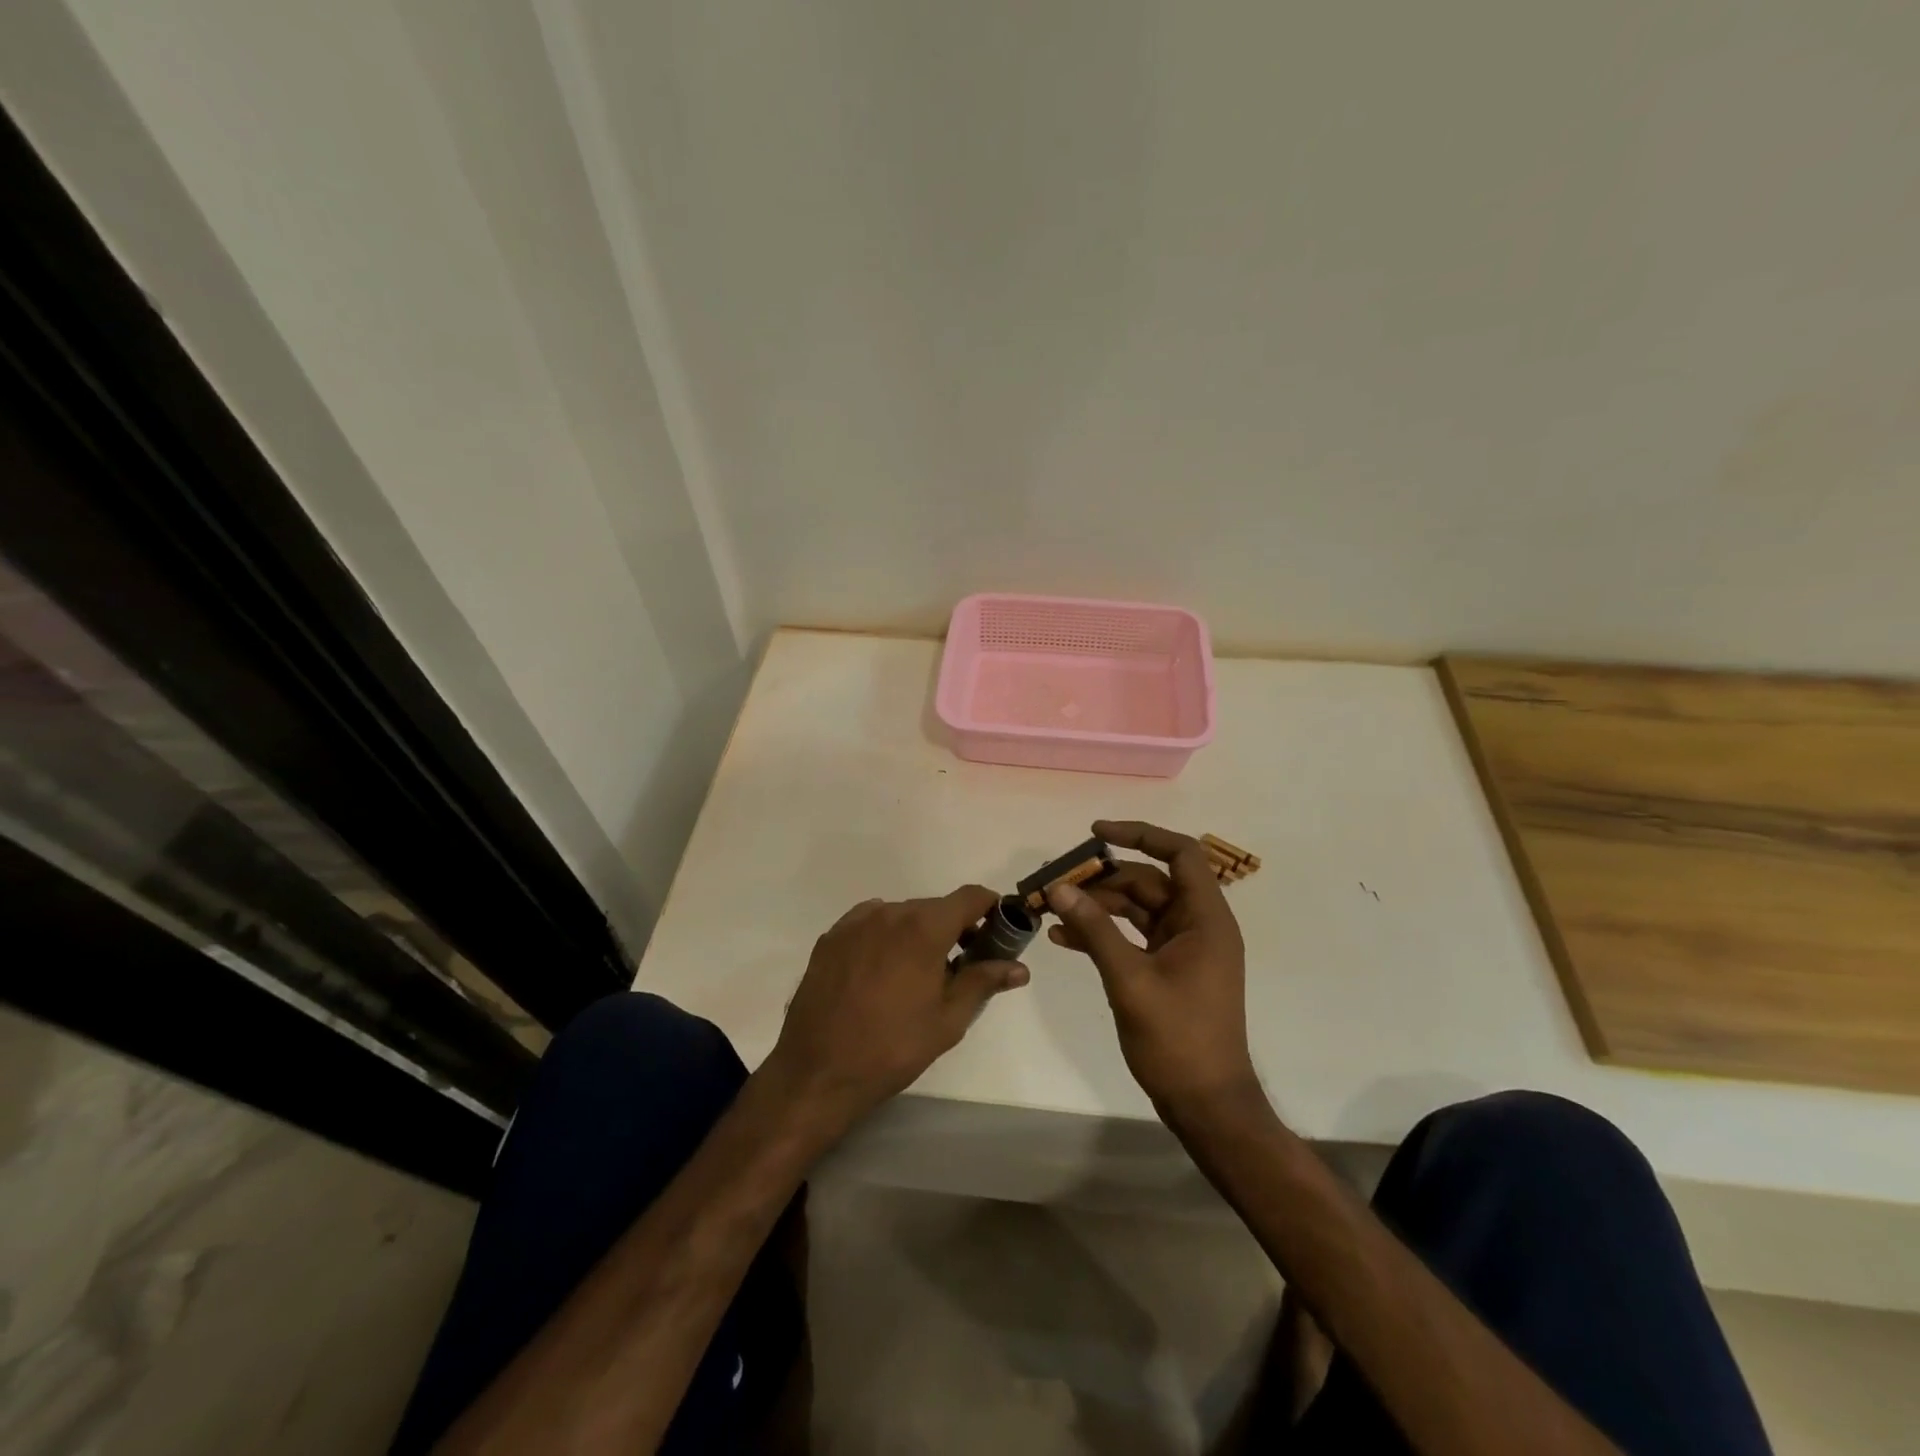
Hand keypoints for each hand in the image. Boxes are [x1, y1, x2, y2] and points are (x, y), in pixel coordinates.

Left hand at [764, 886, 1029, 1134]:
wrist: (818, 1071)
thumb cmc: (893, 1047)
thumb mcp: (948, 1019)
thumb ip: (983, 982)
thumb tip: (1019, 967)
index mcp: (924, 928)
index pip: (970, 897)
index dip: (990, 908)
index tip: (998, 931)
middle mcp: (890, 912)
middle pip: (935, 907)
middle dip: (954, 928)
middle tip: (962, 965)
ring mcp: (855, 923)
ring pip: (901, 915)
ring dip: (918, 933)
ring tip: (918, 975)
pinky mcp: (831, 937)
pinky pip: (870, 925)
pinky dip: (886, 938)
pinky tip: (882, 974)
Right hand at [1046, 820, 1257, 1114]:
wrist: (1205, 1104)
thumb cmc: (1177, 1039)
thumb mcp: (1129, 979)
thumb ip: (1095, 929)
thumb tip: (1059, 887)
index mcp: (1206, 919)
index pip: (1180, 854)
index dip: (1140, 835)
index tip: (1096, 833)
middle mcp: (1198, 925)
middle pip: (1149, 882)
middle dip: (1102, 879)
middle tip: (1058, 883)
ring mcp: (1183, 948)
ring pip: (1136, 909)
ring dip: (1096, 907)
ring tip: (1051, 910)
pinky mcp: (1167, 968)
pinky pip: (1132, 937)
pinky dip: (1102, 934)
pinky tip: (1063, 939)